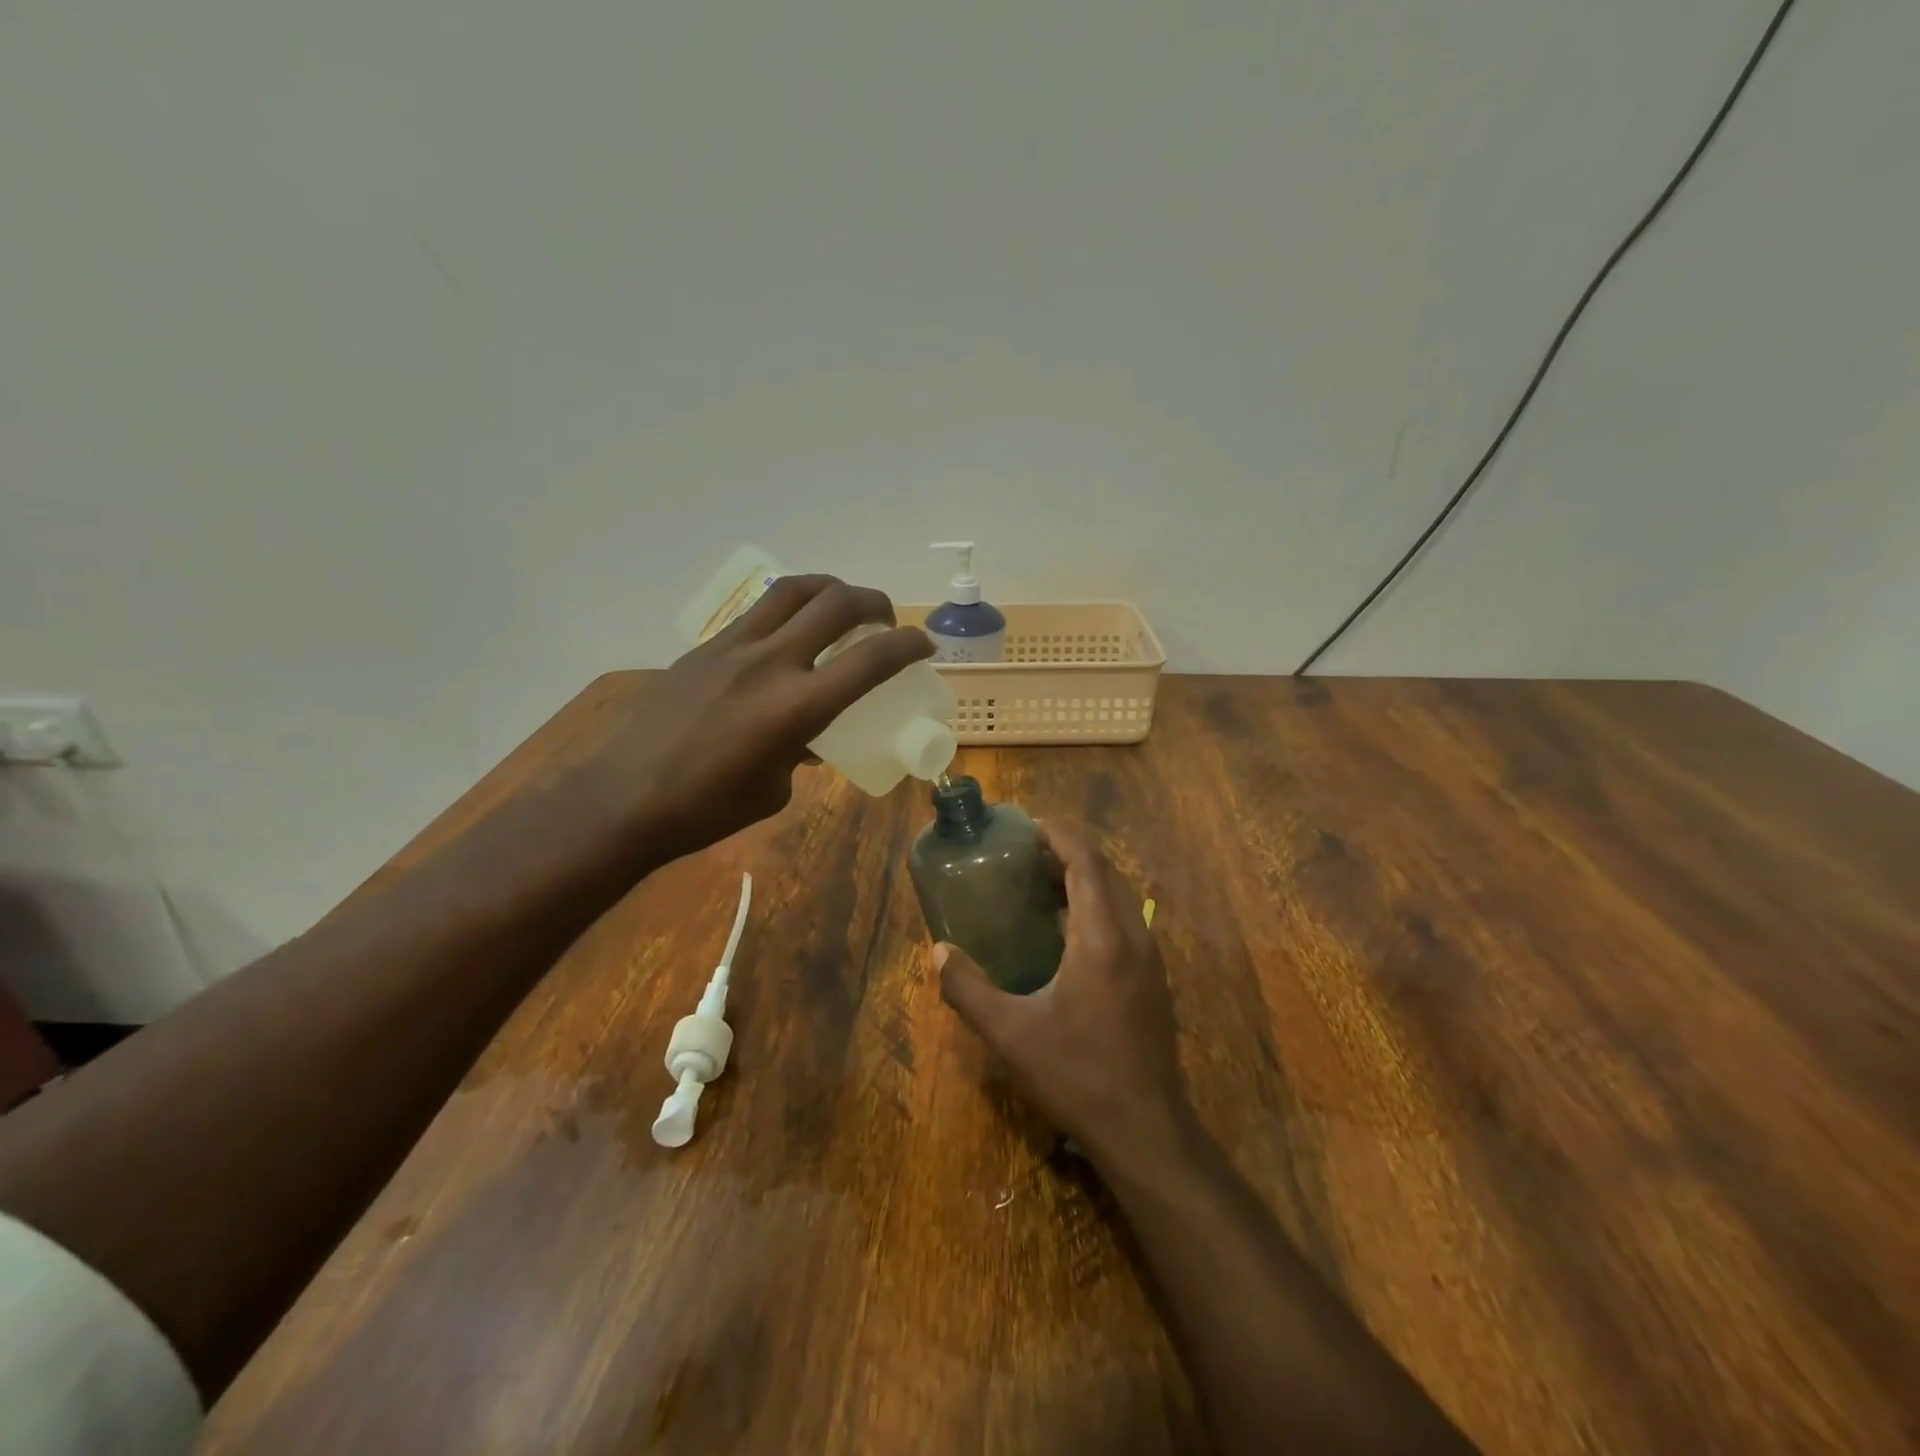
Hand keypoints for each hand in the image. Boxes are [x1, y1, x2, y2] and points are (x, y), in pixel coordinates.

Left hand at [583, 575, 932, 861]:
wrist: (624, 798)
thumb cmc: (707, 809)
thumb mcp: (774, 789)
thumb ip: (801, 753)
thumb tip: (807, 740)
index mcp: (796, 707)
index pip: (871, 660)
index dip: (908, 646)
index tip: (924, 645)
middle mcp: (771, 663)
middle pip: (836, 603)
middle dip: (874, 602)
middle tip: (885, 619)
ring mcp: (734, 647)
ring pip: (793, 589)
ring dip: (830, 588)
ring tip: (841, 606)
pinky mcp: (706, 647)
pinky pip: (758, 611)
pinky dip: (788, 609)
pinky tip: (788, 634)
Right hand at [936, 823, 1193, 1165]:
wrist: (1147, 1132)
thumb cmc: (1077, 1075)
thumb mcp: (1011, 1034)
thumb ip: (968, 989)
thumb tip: (937, 953)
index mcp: (1102, 938)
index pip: (1087, 862)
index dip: (1060, 836)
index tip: (1029, 828)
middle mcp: (1134, 938)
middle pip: (1106, 874)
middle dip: (1068, 855)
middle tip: (1026, 858)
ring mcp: (1151, 962)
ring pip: (1120, 900)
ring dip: (1084, 883)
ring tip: (1041, 889)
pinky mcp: (1154, 984)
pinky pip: (1126, 925)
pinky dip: (1097, 911)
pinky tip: (1067, 939)